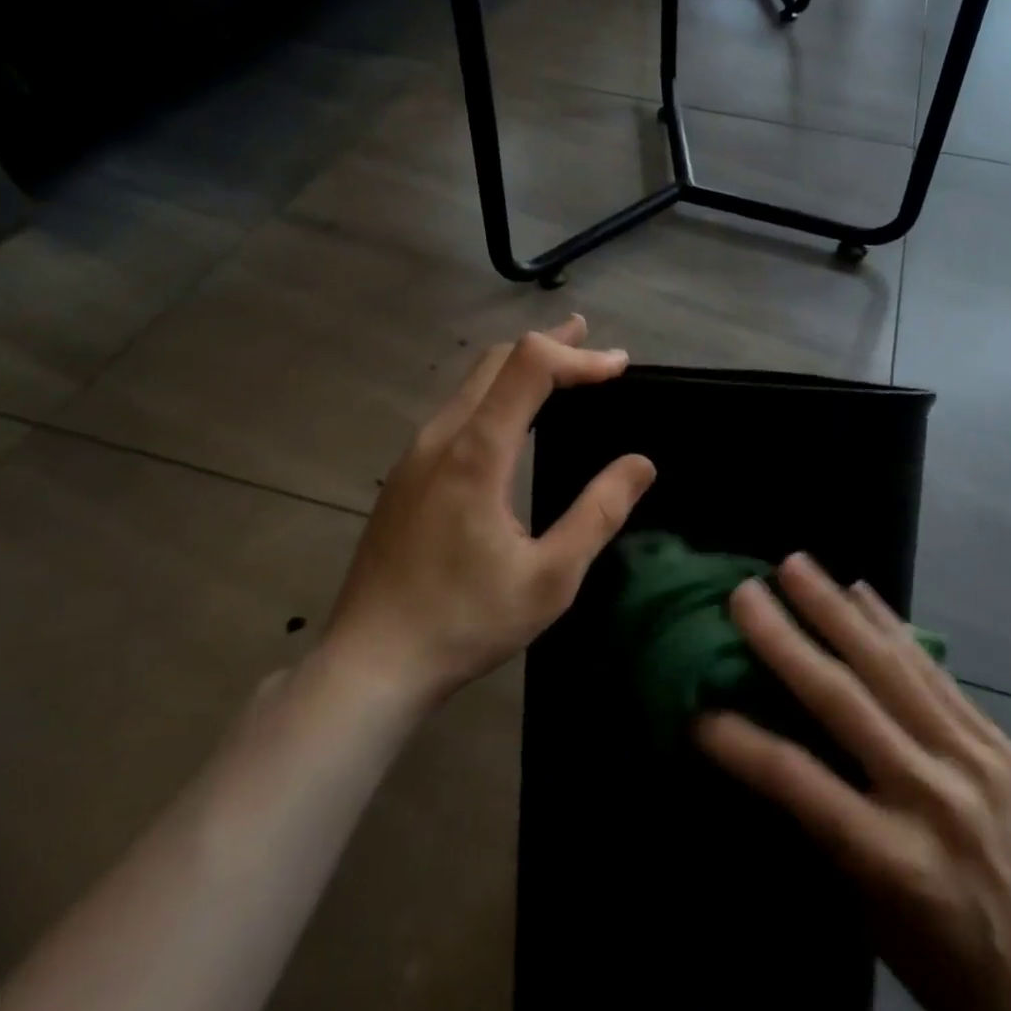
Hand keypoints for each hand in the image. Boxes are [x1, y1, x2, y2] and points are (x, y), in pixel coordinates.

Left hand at [323, 315, 654, 704]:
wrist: (369, 664)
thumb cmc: (464, 622)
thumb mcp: (550, 578)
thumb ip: (598, 514)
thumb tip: (641, 463)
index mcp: (476, 453)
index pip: (530, 366)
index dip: (578, 356)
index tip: (619, 366)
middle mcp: (441, 437)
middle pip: (498, 360)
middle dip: (551, 345)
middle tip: (594, 346)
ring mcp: (415, 453)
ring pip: (472, 382)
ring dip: (521, 366)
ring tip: (563, 369)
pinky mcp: (405, 474)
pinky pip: (457, 409)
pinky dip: (497, 393)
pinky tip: (514, 418)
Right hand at [697, 555, 1010, 1010]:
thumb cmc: (948, 964)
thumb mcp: (873, 916)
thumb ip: (827, 830)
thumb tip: (772, 751)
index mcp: (895, 861)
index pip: (800, 784)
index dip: (742, 743)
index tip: (697, 708)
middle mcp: (933, 797)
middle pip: (844, 702)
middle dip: (786, 641)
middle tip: (744, 594)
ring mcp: (972, 760)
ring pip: (890, 667)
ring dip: (836, 609)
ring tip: (796, 565)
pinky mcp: (998, 741)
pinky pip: (933, 671)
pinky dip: (892, 626)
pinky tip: (862, 591)